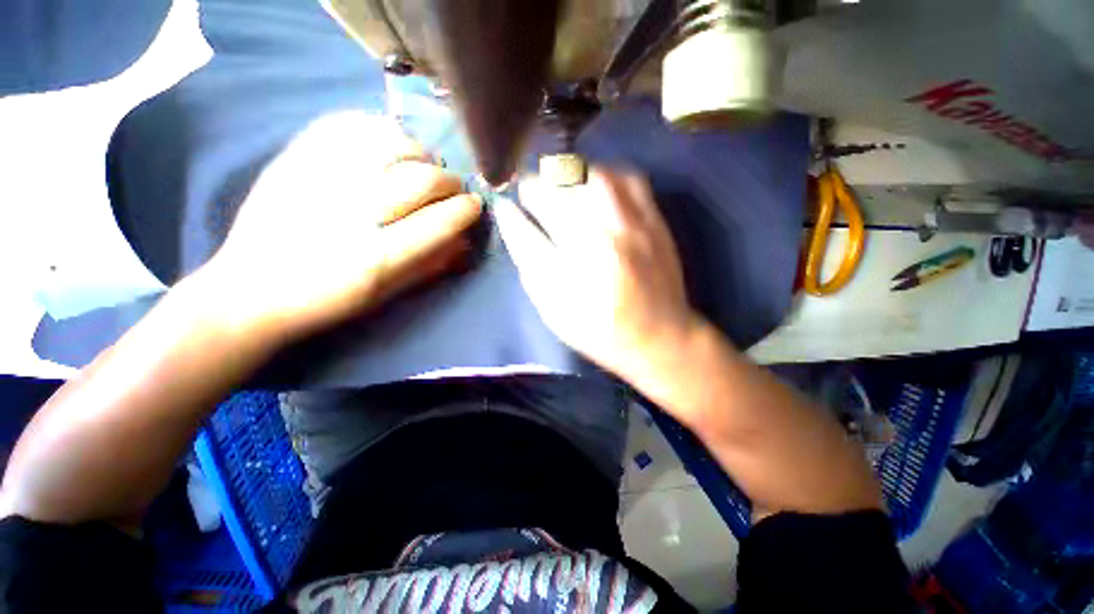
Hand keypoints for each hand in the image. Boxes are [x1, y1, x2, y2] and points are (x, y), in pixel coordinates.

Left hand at [199, 111, 481, 341]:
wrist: (250, 289)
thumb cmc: (328, 301)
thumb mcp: (387, 294)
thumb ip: (431, 265)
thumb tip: (465, 239)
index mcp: (376, 258)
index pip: (440, 221)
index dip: (466, 209)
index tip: (474, 206)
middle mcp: (351, 213)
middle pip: (422, 178)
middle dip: (449, 182)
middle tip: (452, 189)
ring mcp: (319, 178)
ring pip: (392, 143)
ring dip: (420, 154)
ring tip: (422, 165)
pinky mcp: (294, 157)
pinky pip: (349, 124)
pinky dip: (379, 129)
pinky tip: (388, 145)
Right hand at [496, 168, 701, 382]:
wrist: (659, 338)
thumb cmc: (599, 331)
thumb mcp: (554, 311)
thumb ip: (530, 265)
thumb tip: (511, 221)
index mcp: (570, 278)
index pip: (527, 233)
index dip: (510, 214)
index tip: (504, 204)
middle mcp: (600, 245)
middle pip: (559, 195)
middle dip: (536, 186)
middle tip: (531, 193)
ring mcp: (632, 229)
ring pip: (593, 178)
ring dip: (569, 176)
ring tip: (561, 185)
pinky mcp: (655, 223)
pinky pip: (629, 180)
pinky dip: (606, 175)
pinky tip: (597, 186)